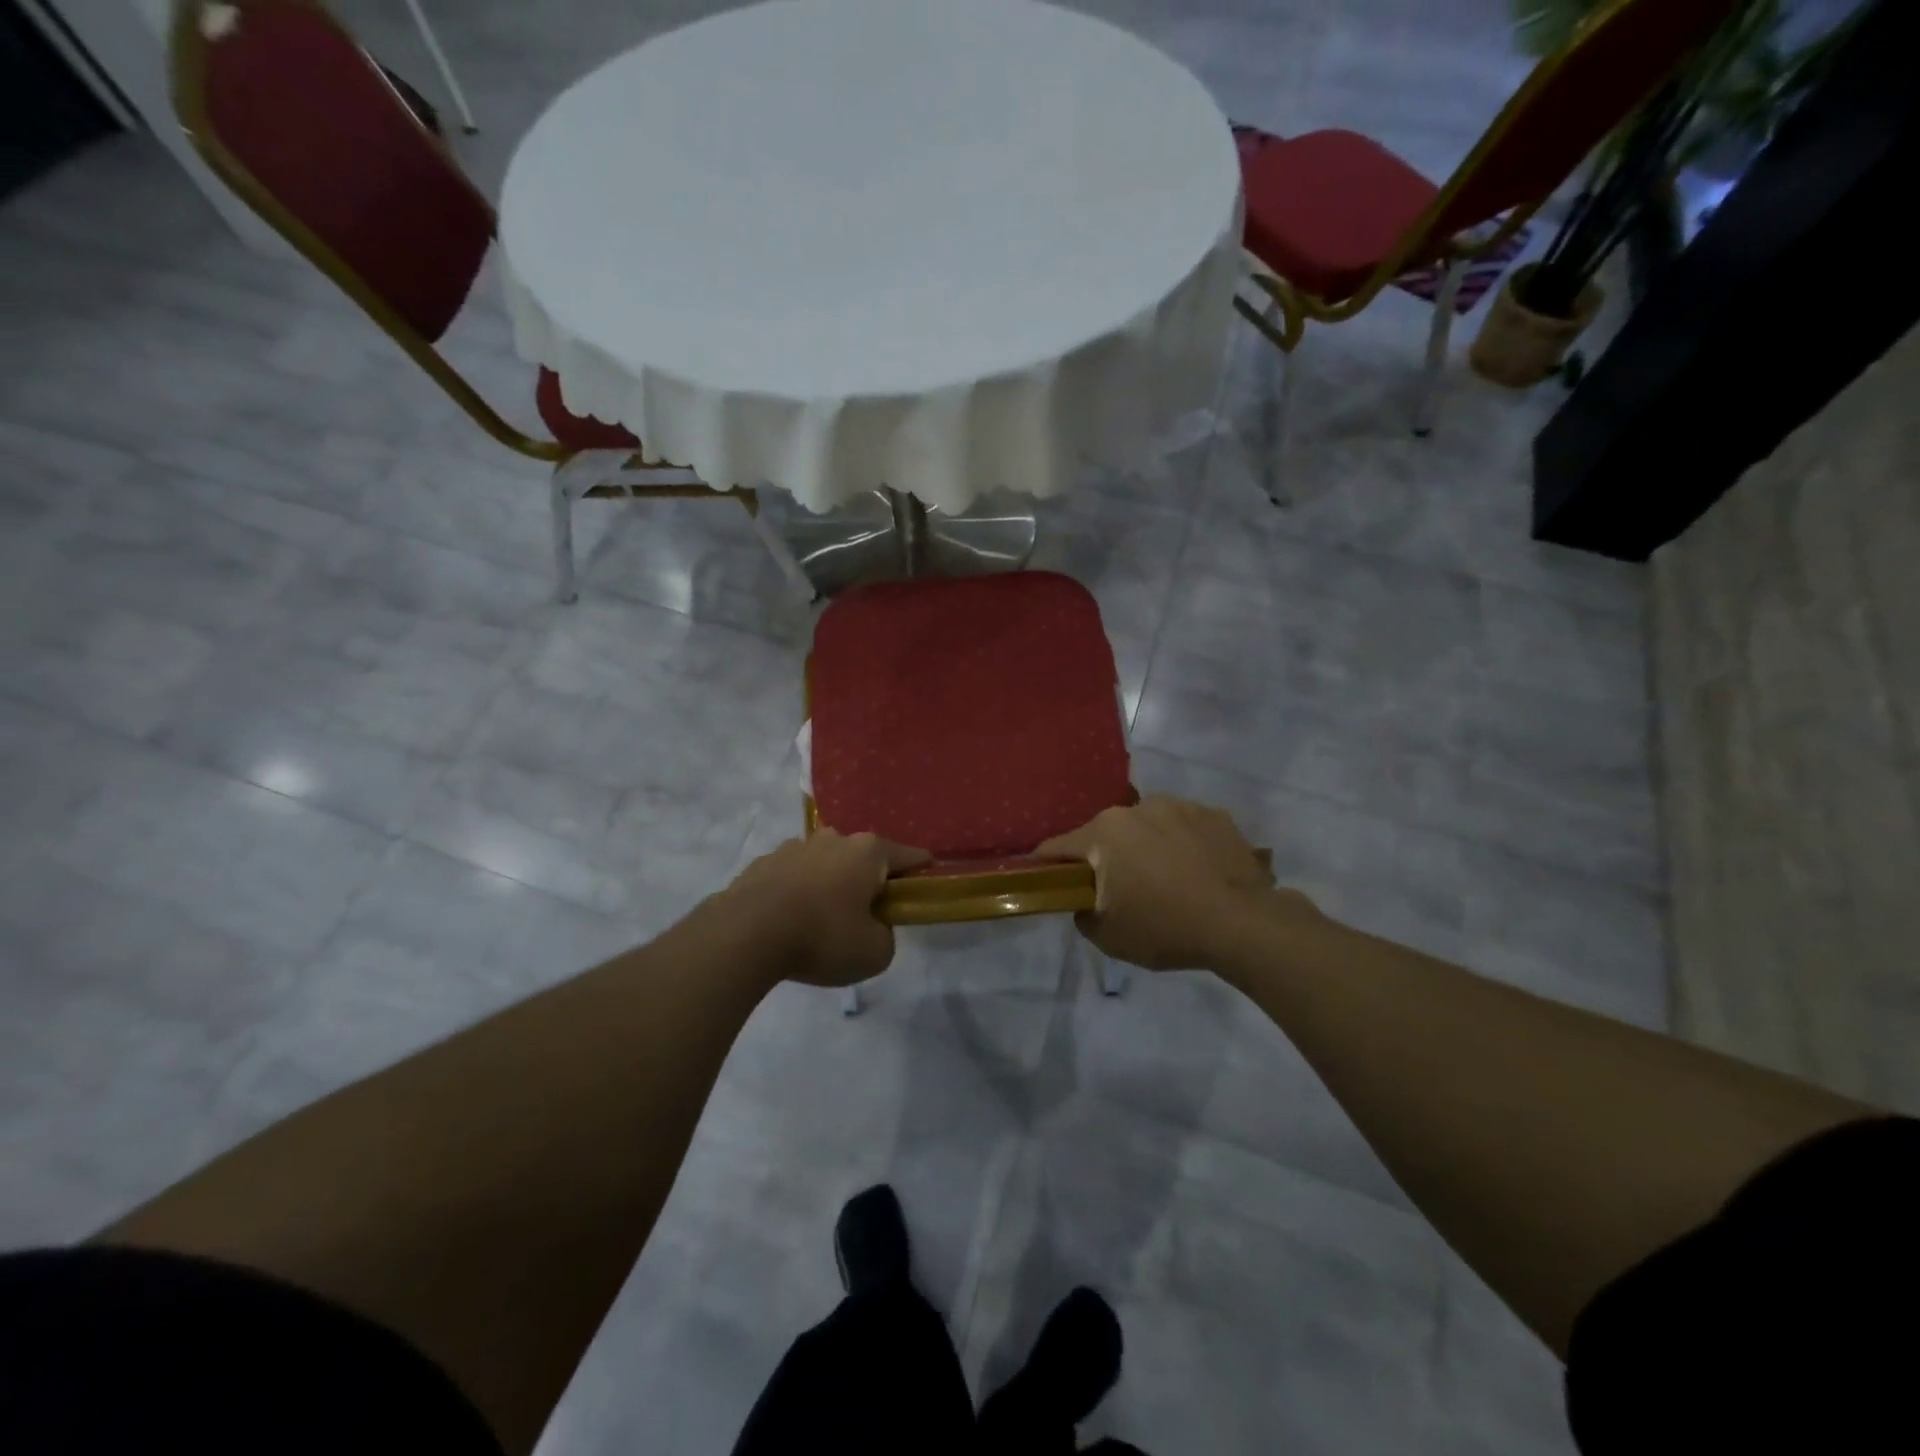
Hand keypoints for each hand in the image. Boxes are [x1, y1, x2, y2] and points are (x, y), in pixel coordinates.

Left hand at [719, 830, 929, 987]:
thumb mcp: (875, 953)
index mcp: (868, 852)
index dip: (922, 872)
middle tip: (868, 914)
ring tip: (823, 920)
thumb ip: (886, 936)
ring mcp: (795, 847)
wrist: (745, 934)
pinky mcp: (763, 863)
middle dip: (869, 880)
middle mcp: (834, 839)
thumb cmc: (822, 937)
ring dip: (830, 884)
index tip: (926, 885)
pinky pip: (793, 876)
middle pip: (863, 857)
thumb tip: (873, 927)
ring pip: (825, 864)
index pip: (909, 856)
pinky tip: (790, 921)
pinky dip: (798, 893)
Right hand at [1038, 796, 1301, 969]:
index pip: (1058, 847)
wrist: (1244, 924)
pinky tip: (1197, 873)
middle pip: (1106, 834)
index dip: (1047, 865)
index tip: (1046, 880)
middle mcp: (1138, 808)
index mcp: (1104, 832)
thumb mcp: (1109, 937)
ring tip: (1167, 881)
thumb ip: (1083, 914)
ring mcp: (1180, 806)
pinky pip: (1184, 828)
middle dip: (1106, 858)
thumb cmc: (1166, 928)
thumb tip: (1086, 902)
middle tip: (1120, 890)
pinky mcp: (1214, 814)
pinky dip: (1182, 845)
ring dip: (1146, 847)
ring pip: (1147, 826)